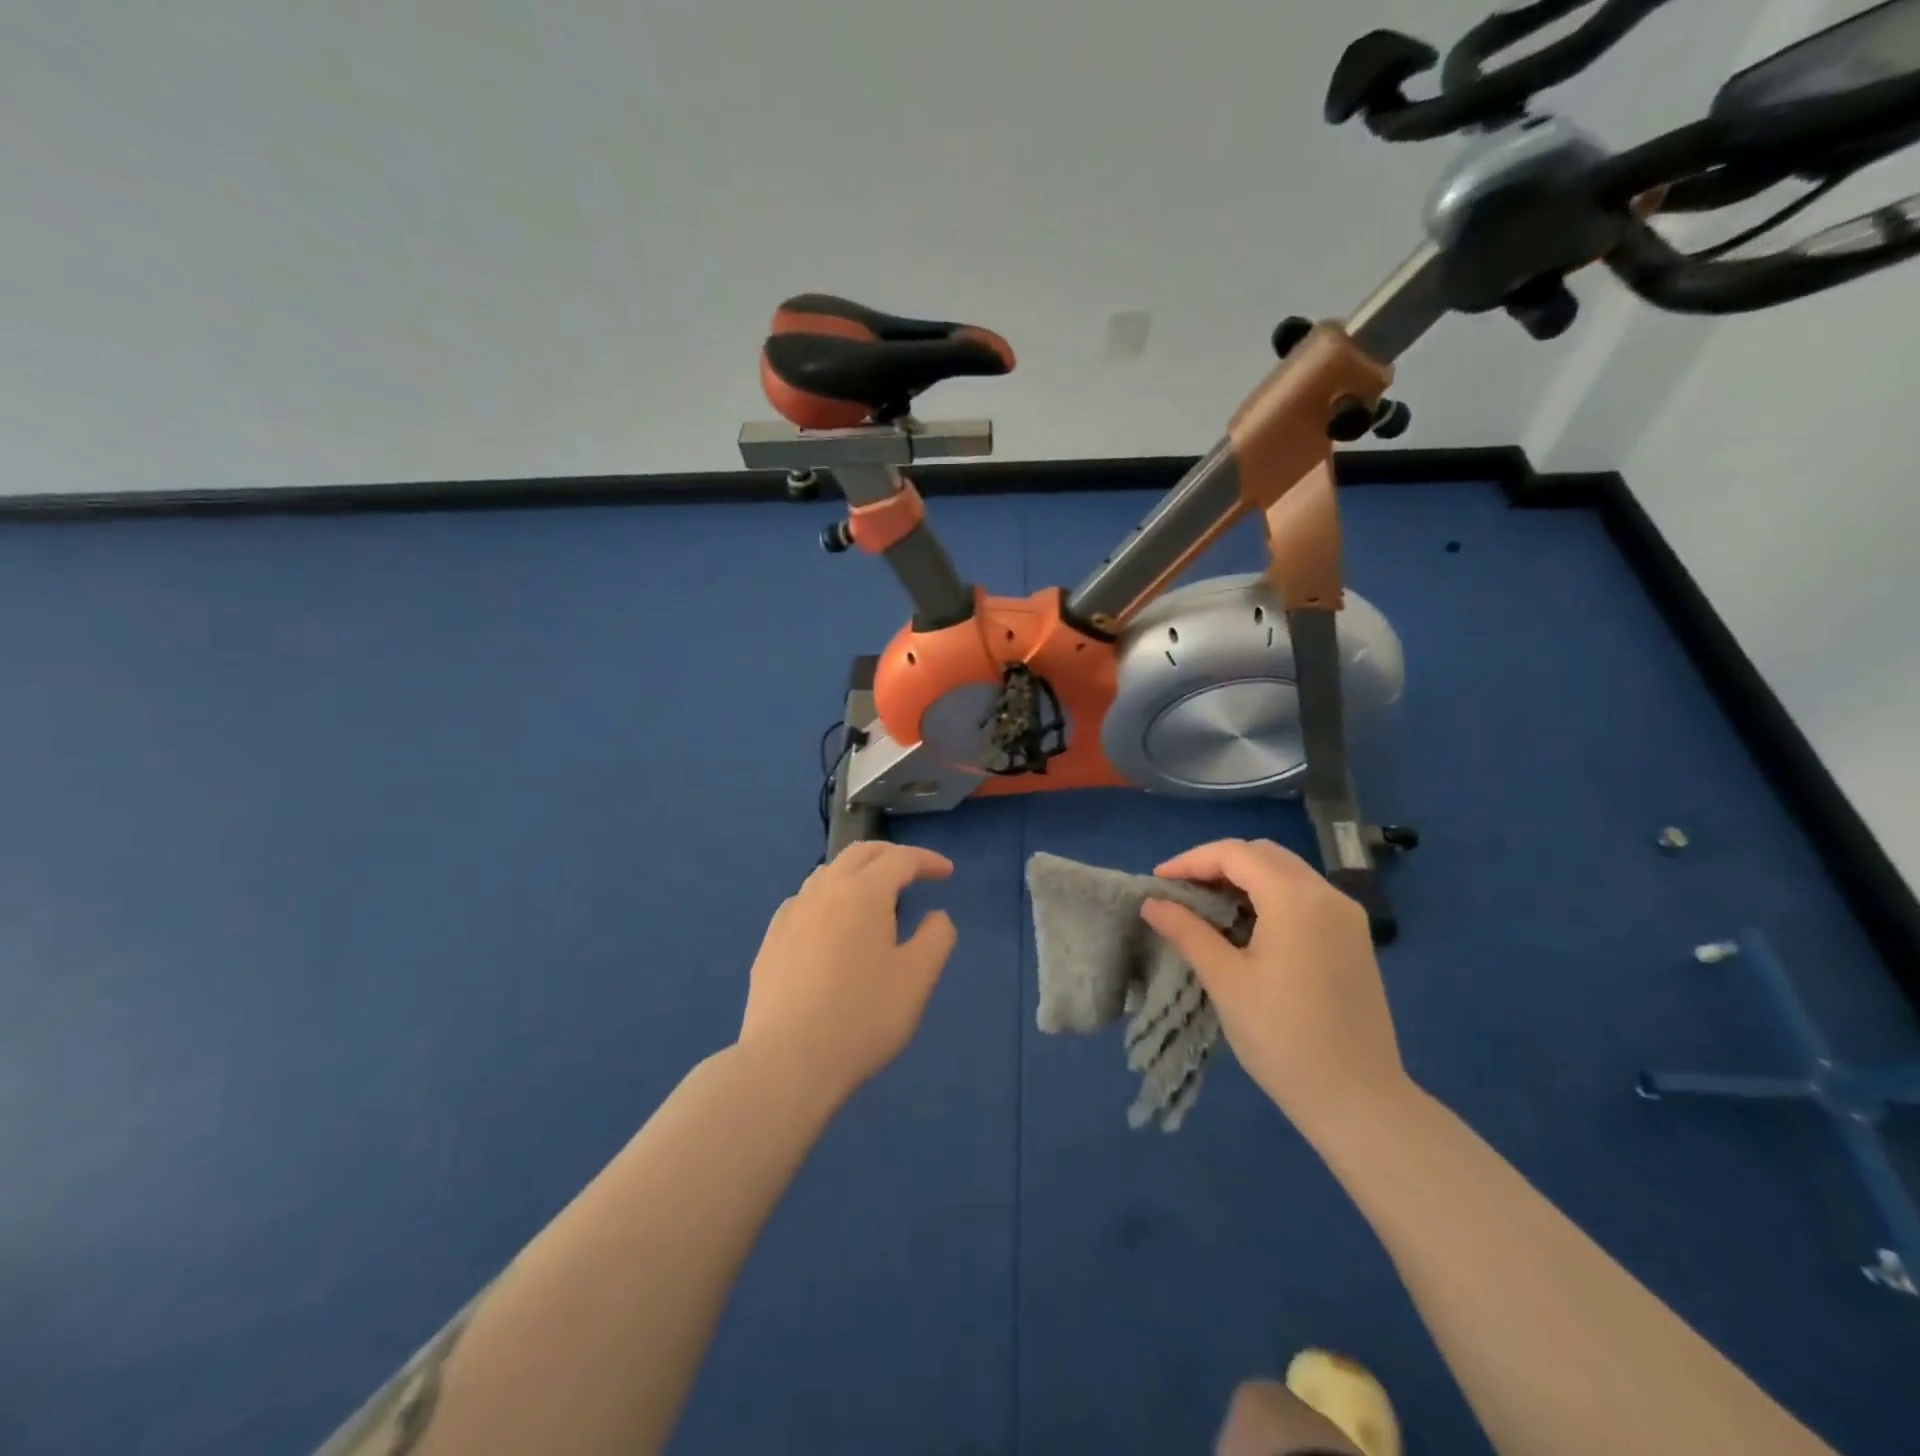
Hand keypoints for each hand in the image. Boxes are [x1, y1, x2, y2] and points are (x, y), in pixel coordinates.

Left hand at [738, 843, 957, 1104]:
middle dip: (891, 855)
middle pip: (859, 854)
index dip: (927, 860)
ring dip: (857, 873)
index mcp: (863, 893)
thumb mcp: (917, 979)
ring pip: (827, 873)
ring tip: (873, 897)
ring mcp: (791, 914)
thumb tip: (936, 916)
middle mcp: (824, 891)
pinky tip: (831, 925)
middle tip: (913, 872)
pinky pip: (804, 901)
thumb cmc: (863, 1017)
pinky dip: (828, 897)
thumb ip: (936, 937)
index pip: (900, 859)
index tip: (947, 873)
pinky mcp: (771, 940)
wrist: (787, 1061)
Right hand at [1138, 838, 1409, 1135]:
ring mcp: (1346, 916)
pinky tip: (1245, 925)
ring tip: (1206, 906)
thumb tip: (1151, 903)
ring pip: (1285, 872)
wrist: (1358, 1099)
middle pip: (1263, 854)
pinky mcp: (1353, 938)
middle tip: (1180, 891)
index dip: (1191, 861)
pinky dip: (1269, 896)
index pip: (1235, 854)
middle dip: (1217, 864)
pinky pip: (1304, 896)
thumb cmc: (1283, 1038)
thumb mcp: (1225, 981)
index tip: (1157, 881)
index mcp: (1296, 899)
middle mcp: (1327, 895)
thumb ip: (1187, 932)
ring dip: (1243, 878)